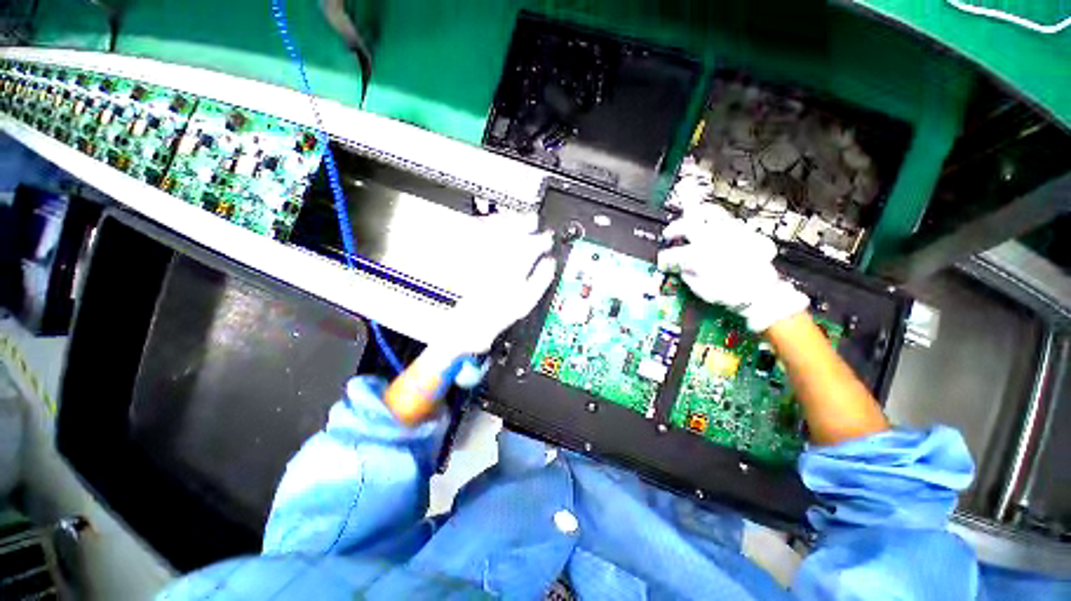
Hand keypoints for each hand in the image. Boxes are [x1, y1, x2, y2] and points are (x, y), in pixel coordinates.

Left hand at [435, 213, 556, 355]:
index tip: (549, 237)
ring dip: (509, 223)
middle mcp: (499, 260)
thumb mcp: (526, 302)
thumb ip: (540, 279)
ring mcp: (485, 260)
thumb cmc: (497, 316)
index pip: (533, 246)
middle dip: (526, 224)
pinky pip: (481, 240)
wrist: (469, 323)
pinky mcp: (473, 262)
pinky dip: (489, 230)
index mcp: (515, 268)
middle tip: (534, 220)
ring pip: (497, 234)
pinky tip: (493, 226)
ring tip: (517, 219)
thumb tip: (549, 264)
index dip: (543, 240)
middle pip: (514, 234)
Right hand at [657, 204, 808, 332]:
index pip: (673, 254)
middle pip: (688, 224)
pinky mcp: (743, 231)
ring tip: (690, 217)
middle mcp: (712, 239)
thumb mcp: (701, 289)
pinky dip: (715, 220)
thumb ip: (687, 274)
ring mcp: (729, 232)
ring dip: (695, 214)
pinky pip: (726, 219)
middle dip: (674, 228)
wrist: (761, 292)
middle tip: (669, 233)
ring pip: (709, 212)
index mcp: (698, 255)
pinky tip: (712, 228)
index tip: (663, 263)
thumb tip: (681, 267)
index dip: (665, 259)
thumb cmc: (730, 293)